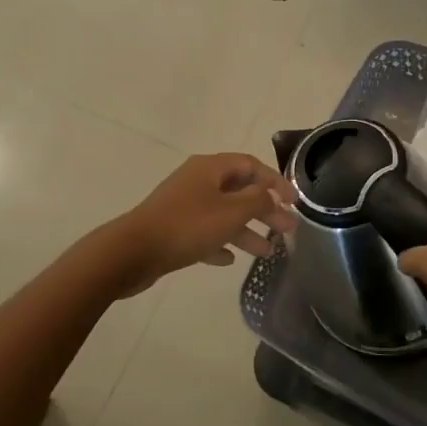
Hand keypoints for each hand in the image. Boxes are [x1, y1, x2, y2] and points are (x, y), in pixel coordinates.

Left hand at [112, 153, 296, 291]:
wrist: (133, 252)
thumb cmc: (187, 226)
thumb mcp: (231, 212)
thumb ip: (257, 201)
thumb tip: (270, 194)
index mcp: (210, 168)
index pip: (250, 165)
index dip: (275, 181)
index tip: (294, 202)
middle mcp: (196, 181)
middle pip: (238, 190)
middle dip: (264, 209)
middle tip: (287, 230)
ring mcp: (182, 205)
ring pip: (222, 213)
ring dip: (245, 230)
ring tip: (266, 252)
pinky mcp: (172, 229)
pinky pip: (203, 232)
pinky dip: (219, 242)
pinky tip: (230, 260)